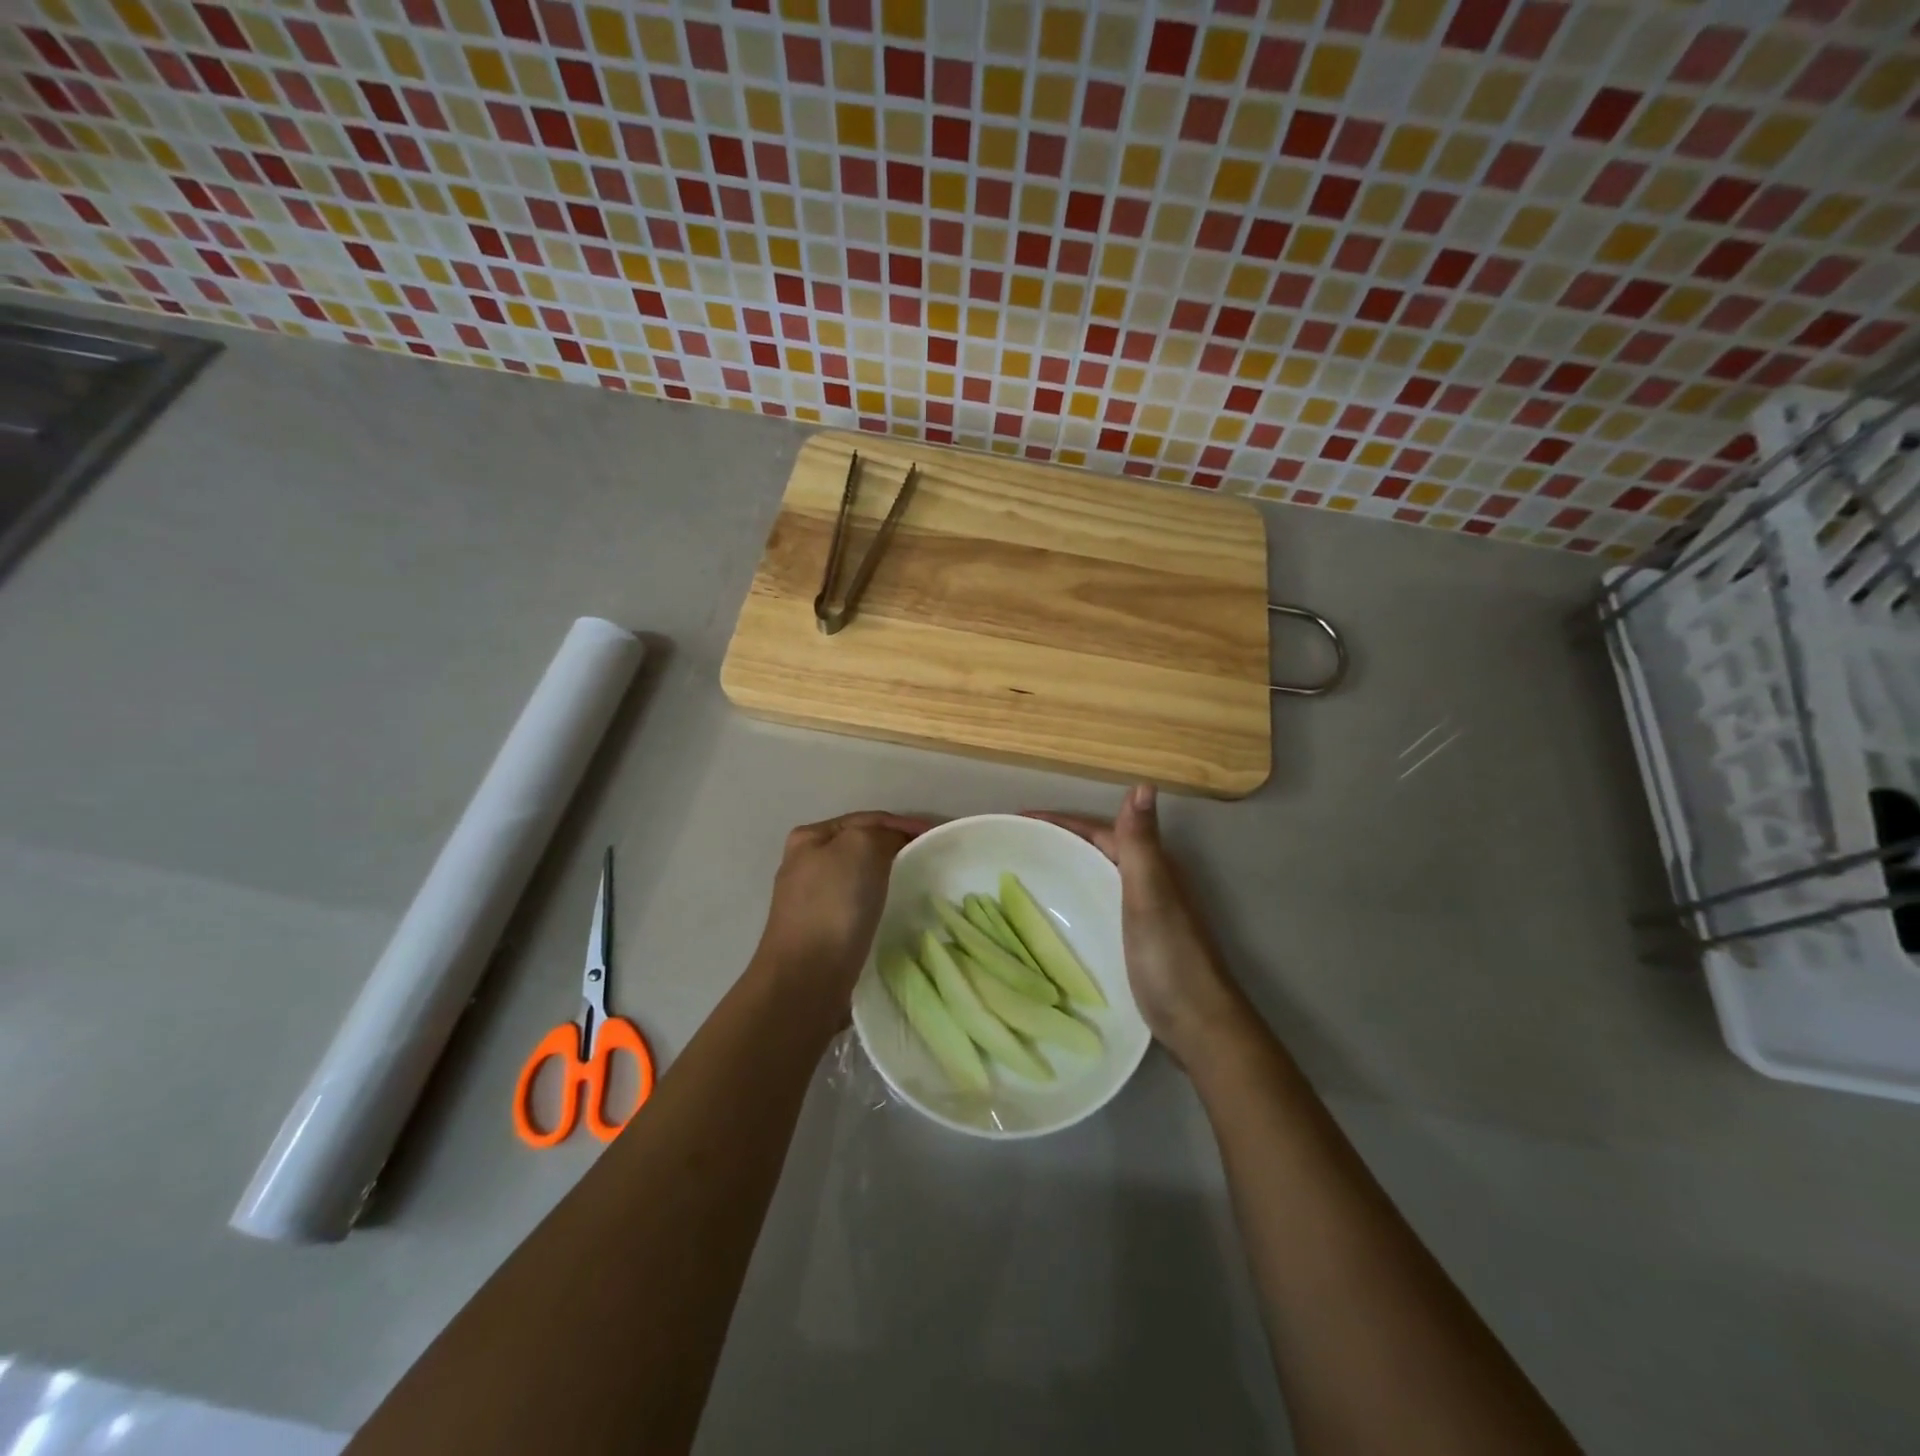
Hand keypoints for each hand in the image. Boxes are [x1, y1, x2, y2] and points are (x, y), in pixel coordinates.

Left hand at [752, 811, 936, 1006]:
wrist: (807, 977)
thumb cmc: (833, 904)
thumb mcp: (861, 846)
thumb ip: (882, 833)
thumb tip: (894, 843)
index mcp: (810, 837)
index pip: (868, 819)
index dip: (904, 824)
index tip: (938, 835)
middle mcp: (806, 864)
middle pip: (863, 846)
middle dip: (897, 847)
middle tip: (932, 857)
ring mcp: (812, 900)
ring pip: (862, 876)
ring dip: (890, 875)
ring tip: (920, 881)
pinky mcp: (823, 931)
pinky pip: (861, 905)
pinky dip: (881, 901)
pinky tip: (897, 909)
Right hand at [1028, 786, 1247, 1065]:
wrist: (1199, 1024)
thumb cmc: (1170, 957)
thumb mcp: (1151, 895)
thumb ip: (1141, 843)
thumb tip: (1144, 783)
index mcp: (1151, 866)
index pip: (1098, 830)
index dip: (1060, 821)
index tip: (1018, 818)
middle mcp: (1149, 882)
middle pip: (1096, 850)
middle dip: (1058, 841)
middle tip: (1012, 845)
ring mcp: (1143, 912)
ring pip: (1096, 877)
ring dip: (1065, 868)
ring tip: (1024, 873)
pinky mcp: (1135, 940)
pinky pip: (1096, 905)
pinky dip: (1073, 898)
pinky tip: (1053, 914)